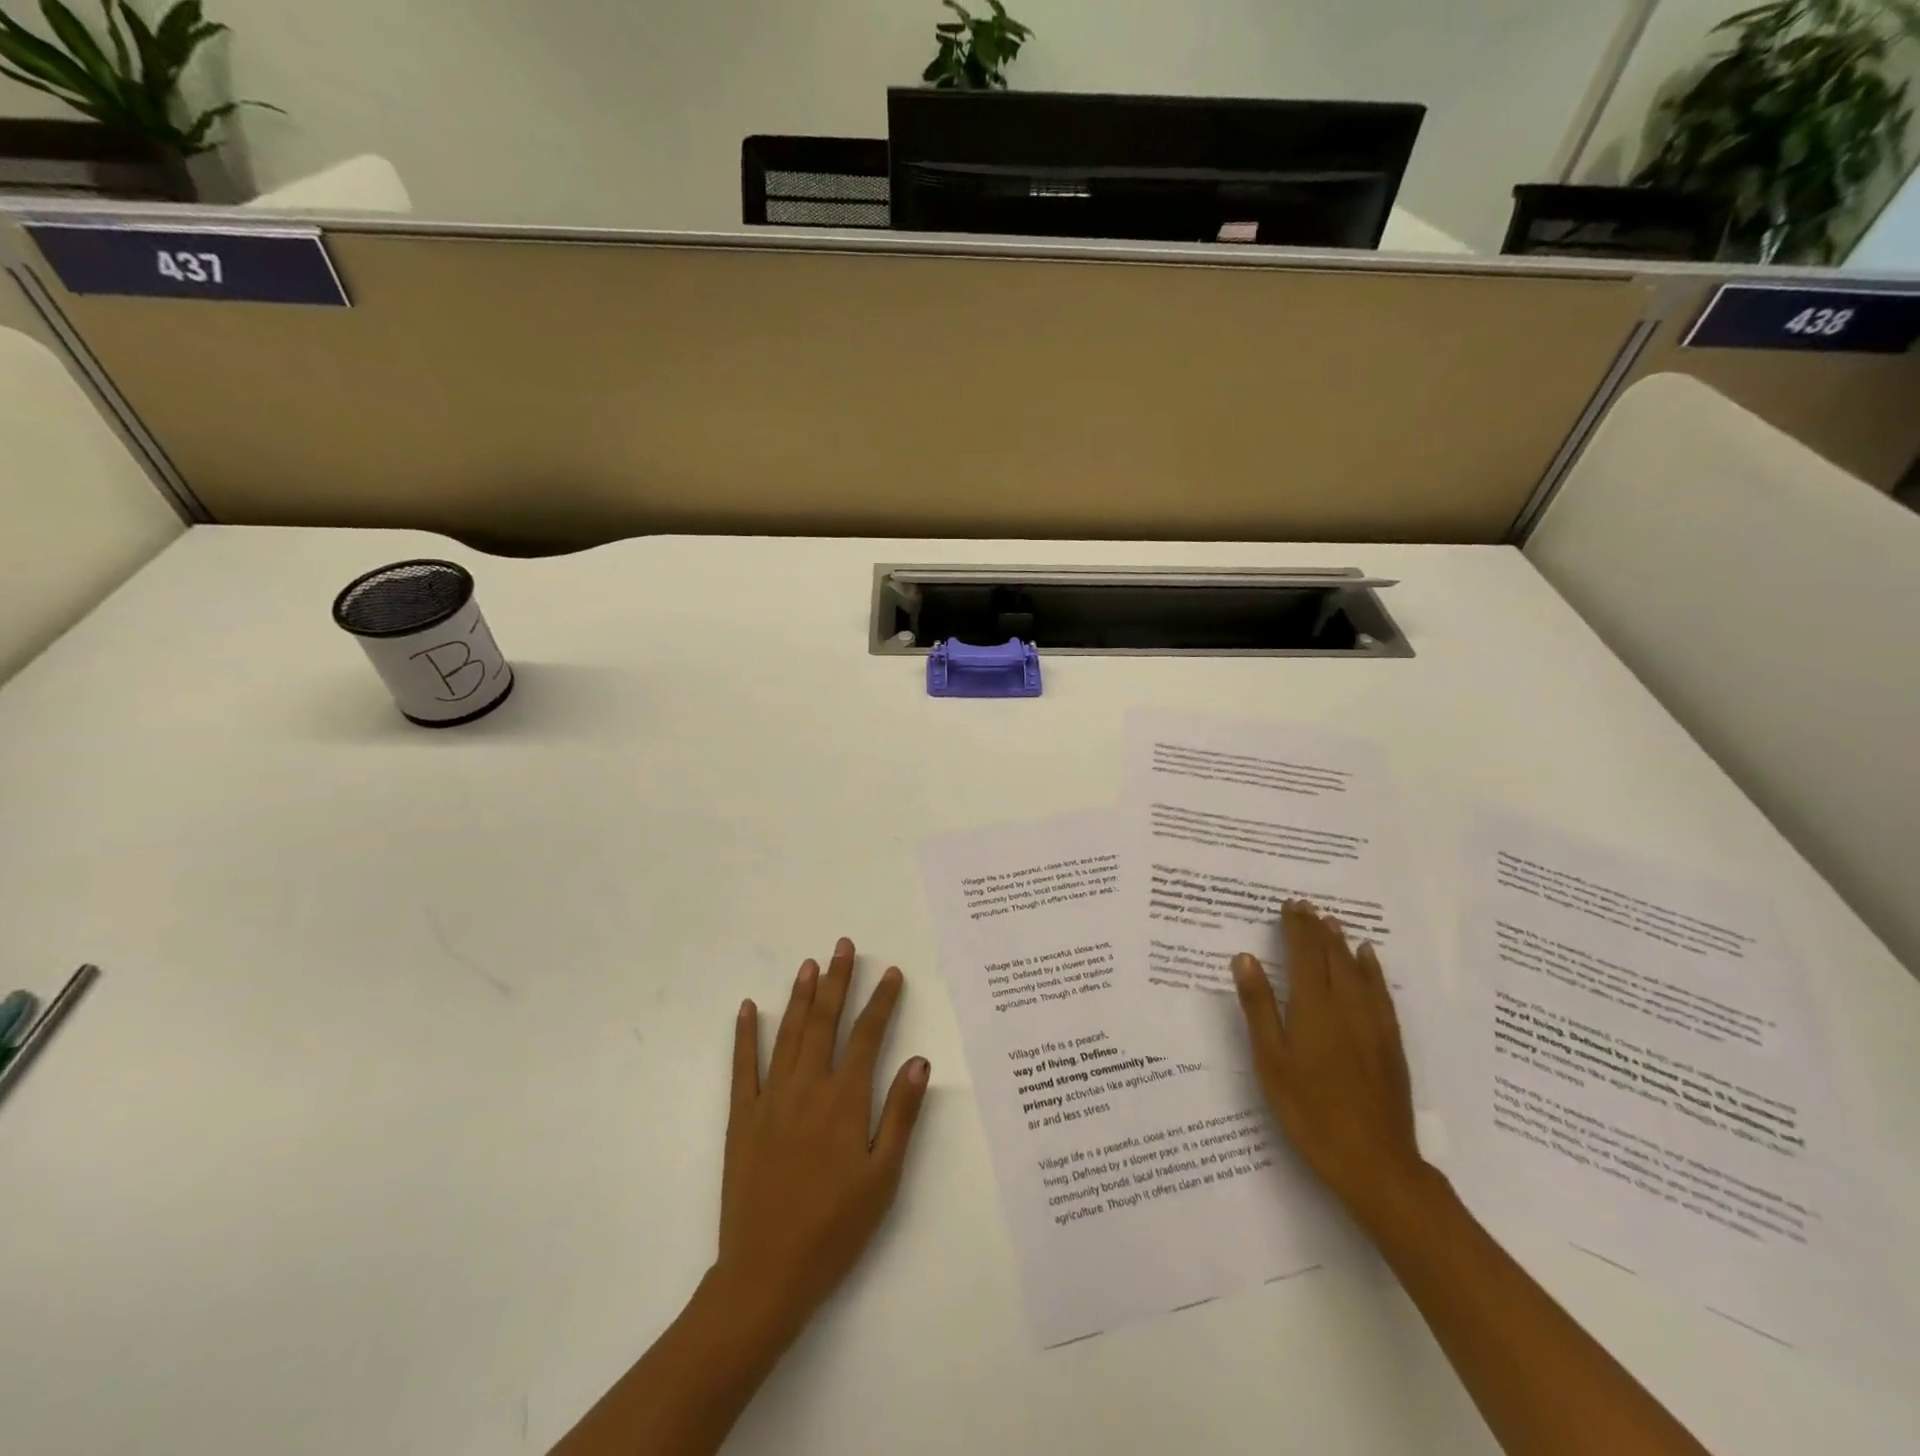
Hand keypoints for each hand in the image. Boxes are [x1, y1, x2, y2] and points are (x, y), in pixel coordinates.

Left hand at [712, 937, 930, 1345]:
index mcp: (845, 1101)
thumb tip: (920, 1061)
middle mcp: (808, 1088)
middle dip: (837, 981)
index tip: (890, 972)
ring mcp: (771, 1099)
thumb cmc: (835, 1229)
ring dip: (799, 996)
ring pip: (788, 1034)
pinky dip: (744, 1034)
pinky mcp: (742, 1117)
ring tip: (809, 964)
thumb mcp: (883, 1177)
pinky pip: (743, 1067)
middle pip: (825, 1022)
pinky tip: (747, 1008)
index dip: (881, 1001)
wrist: (766, 1273)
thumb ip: (900, 1115)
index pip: (868, 1036)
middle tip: (843, 945)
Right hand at [1230, 901, 1424, 1224]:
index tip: (1289, 905)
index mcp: (1313, 1008)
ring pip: (1357, 971)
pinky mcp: (1390, 1043)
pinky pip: (1380, 992)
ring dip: (1342, 943)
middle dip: (1317, 929)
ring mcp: (1373, 1024)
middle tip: (1306, 906)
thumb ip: (1259, 1006)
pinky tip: (1369, 960)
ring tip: (1332, 921)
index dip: (1296, 928)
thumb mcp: (1271, 1060)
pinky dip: (1372, 969)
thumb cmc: (1309, 1110)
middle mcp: (1346, 1006)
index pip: (1304, 955)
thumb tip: (1245, 958)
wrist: (1374, 1162)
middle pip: (1331, 957)